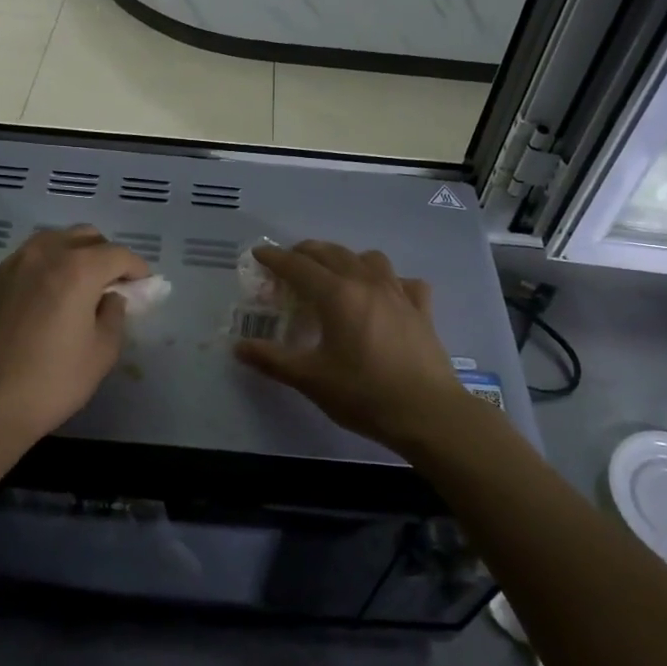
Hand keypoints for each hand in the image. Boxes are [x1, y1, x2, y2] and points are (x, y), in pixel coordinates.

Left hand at [0, 226, 149, 448]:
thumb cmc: (50, 382)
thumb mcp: (101, 353)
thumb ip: (114, 315)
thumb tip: (110, 298)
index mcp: (77, 268)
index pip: (118, 254)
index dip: (137, 268)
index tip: (144, 285)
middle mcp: (42, 255)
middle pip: (84, 237)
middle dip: (105, 254)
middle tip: (112, 284)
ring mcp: (9, 266)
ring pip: (50, 242)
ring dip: (72, 256)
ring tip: (77, 287)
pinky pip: (24, 263)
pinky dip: (42, 271)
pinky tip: (42, 302)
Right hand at [233, 241, 474, 451]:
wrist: (427, 412)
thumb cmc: (363, 394)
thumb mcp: (310, 379)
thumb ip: (272, 359)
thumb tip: (238, 348)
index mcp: (337, 295)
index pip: (298, 266)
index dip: (275, 258)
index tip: (259, 253)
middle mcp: (367, 283)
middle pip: (332, 253)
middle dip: (306, 252)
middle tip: (289, 263)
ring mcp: (399, 293)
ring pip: (369, 259)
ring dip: (347, 259)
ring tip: (336, 275)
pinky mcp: (421, 309)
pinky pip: (404, 281)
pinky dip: (389, 280)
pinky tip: (385, 295)